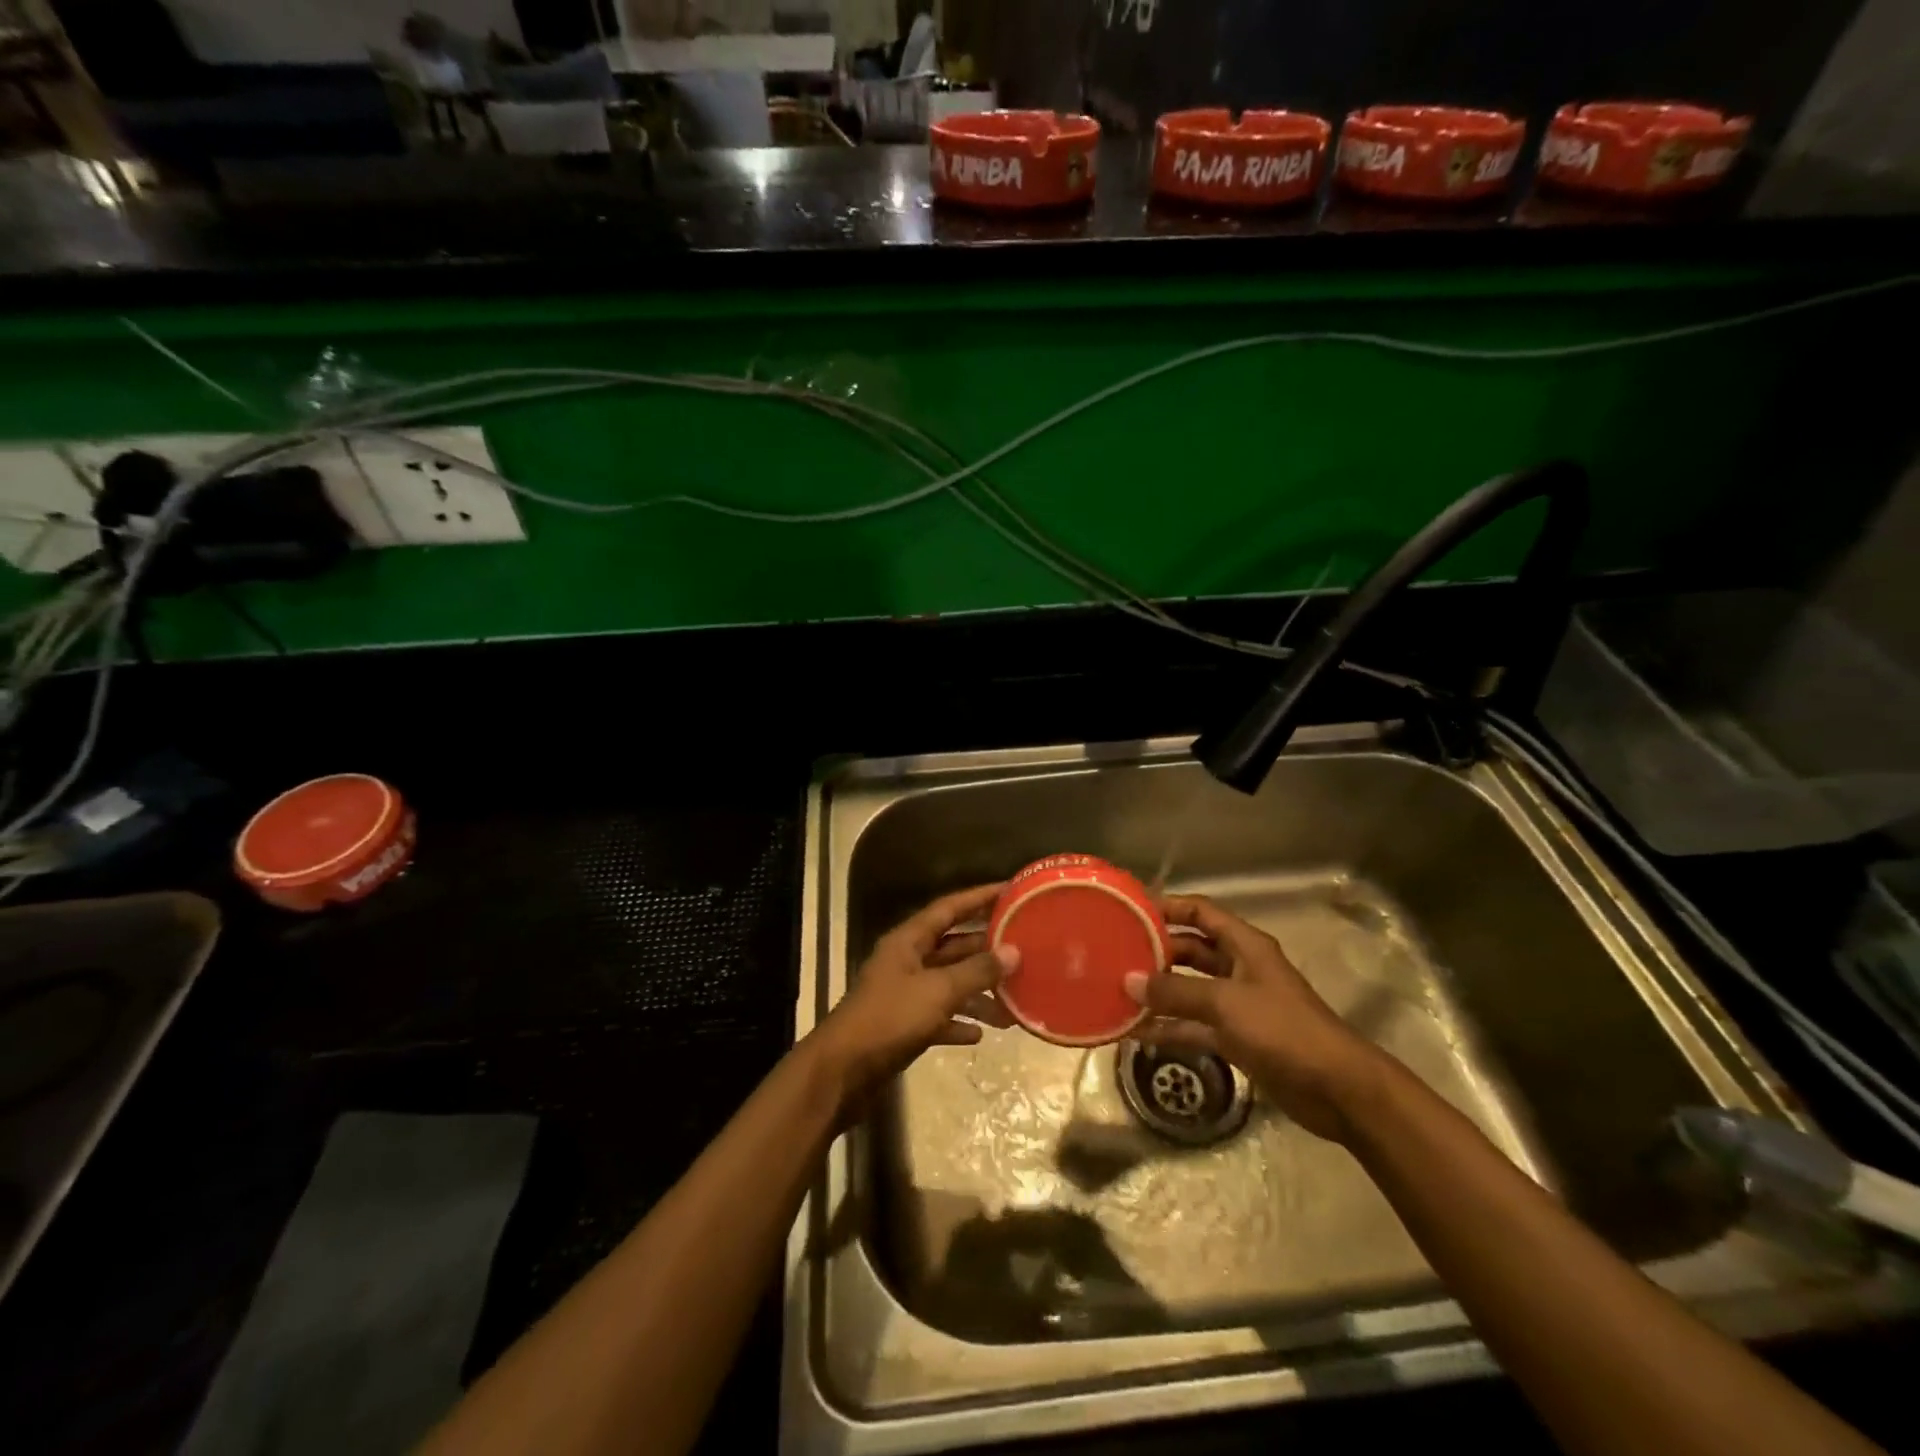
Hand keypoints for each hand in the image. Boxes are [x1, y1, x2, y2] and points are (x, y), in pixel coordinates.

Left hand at [810, 884, 1016, 1109]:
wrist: (842, 1073)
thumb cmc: (889, 1019)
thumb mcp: (938, 991)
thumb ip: (976, 971)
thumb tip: (1013, 951)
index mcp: (908, 941)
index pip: (949, 908)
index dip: (979, 897)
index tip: (1010, 891)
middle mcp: (906, 962)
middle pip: (952, 947)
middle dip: (986, 951)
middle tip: (1024, 951)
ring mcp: (903, 995)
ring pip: (948, 985)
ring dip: (977, 994)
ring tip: (1012, 1005)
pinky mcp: (903, 1027)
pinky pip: (938, 1017)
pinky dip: (958, 1022)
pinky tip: (980, 1034)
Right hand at [1124, 894, 1388, 1142]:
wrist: (1337, 1089)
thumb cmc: (1283, 1030)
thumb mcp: (1226, 1003)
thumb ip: (1176, 992)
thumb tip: (1129, 981)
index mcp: (1245, 946)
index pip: (1201, 912)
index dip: (1169, 907)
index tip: (1131, 910)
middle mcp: (1239, 968)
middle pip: (1191, 950)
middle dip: (1157, 951)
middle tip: (1116, 954)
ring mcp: (1238, 1005)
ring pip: (1190, 989)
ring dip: (1159, 992)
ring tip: (1117, 992)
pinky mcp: (1237, 1038)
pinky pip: (1194, 1025)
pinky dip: (1170, 1027)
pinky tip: (1137, 1032)